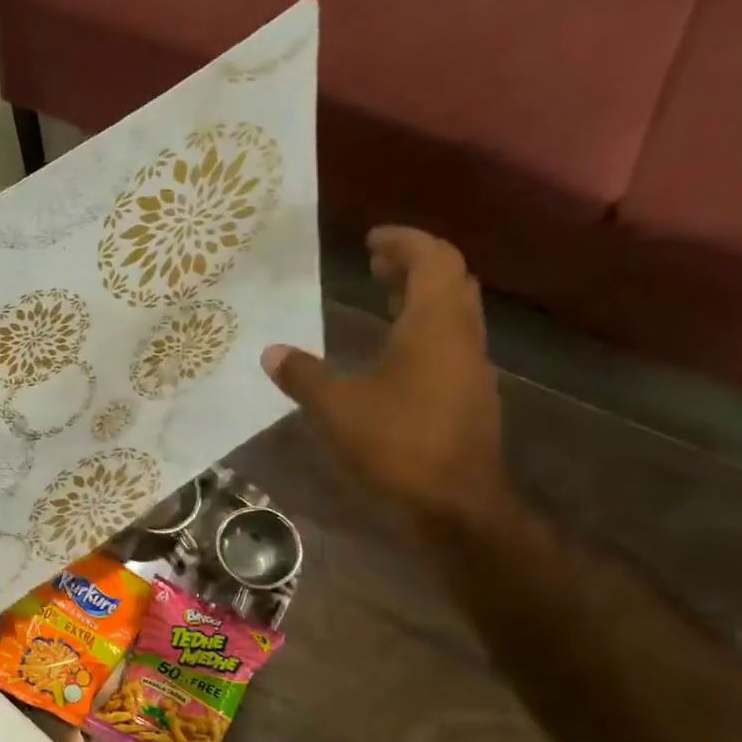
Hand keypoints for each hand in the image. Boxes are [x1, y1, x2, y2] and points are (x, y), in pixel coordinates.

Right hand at [261, 226, 506, 523]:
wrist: (456, 503)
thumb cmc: (398, 444)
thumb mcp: (337, 408)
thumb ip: (304, 376)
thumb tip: (272, 352)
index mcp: (433, 327)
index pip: (433, 260)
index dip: (405, 241)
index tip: (370, 239)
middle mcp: (459, 337)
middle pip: (448, 281)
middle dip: (412, 264)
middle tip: (373, 263)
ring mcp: (469, 367)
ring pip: (451, 312)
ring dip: (419, 296)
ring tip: (381, 295)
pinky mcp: (467, 394)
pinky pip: (448, 341)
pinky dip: (422, 328)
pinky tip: (392, 351)